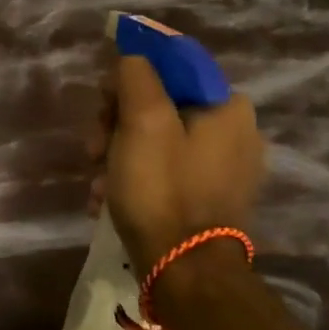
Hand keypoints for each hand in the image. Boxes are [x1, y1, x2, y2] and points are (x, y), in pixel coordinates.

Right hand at [102, 55, 265, 276]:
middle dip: (117, 123)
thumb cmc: (162, 190)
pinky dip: (134, 177)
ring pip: (156, 138)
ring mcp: (224, 168)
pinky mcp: (209, 197)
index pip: (172, 65)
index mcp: (228, 106)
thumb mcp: (142, 120)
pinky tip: (106, 197)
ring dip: (117, 153)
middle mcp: (235, 131)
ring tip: (96, 182)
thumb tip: (132, 56)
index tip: (103, 104)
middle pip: (160, 103)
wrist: (184, 274)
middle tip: (93, 148)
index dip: (129, 78)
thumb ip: (135, 76)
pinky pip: (164, 169)